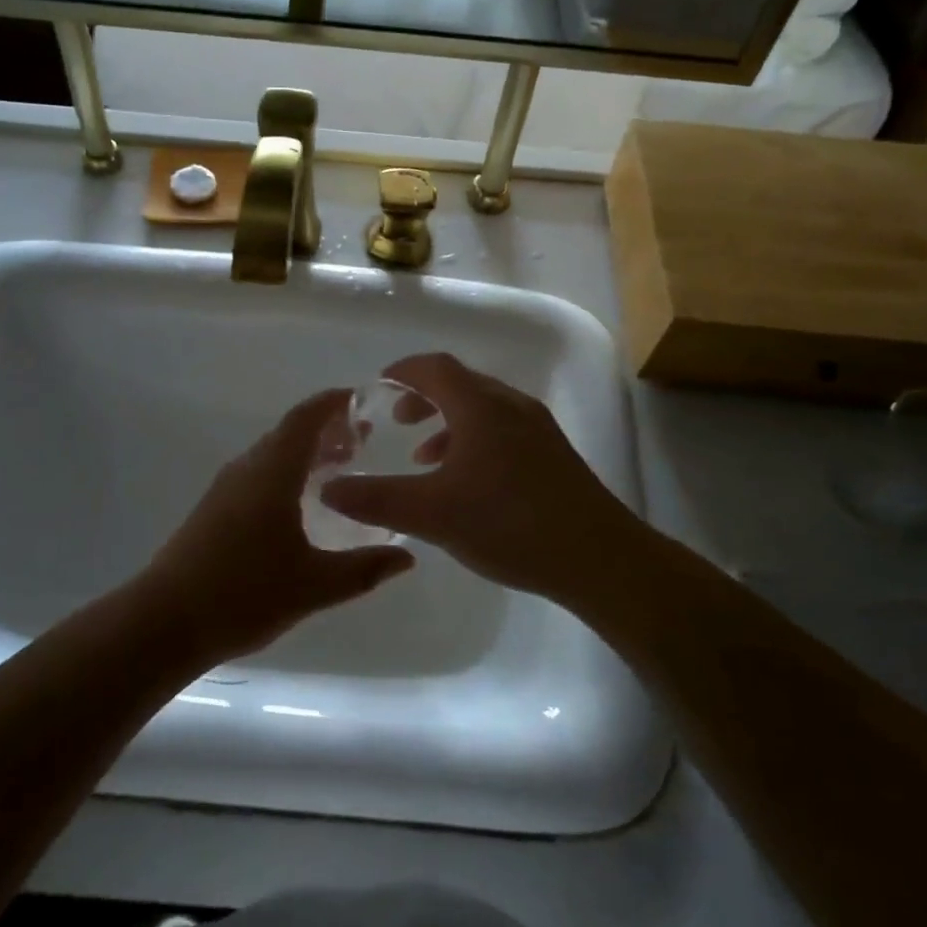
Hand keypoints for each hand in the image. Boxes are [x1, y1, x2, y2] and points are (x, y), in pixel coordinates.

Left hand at [138, 388, 414, 665]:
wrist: (165, 620)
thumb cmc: (245, 593)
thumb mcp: (314, 585)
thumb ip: (364, 568)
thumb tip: (407, 558)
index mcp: (272, 471)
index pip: (306, 418)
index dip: (334, 403)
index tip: (363, 401)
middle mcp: (247, 468)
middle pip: (290, 432)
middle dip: (327, 429)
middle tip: (363, 441)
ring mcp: (226, 487)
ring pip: (272, 453)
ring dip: (306, 452)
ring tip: (339, 468)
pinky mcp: (214, 508)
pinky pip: (258, 473)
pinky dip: (287, 472)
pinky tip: (301, 504)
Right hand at [320, 353, 642, 603]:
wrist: (599, 558)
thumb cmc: (510, 524)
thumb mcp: (432, 514)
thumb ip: (376, 499)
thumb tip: (327, 488)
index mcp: (480, 406)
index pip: (434, 367)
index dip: (402, 372)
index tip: (376, 388)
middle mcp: (511, 406)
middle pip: (460, 384)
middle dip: (423, 398)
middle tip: (397, 421)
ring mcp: (538, 429)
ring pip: (483, 409)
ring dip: (448, 423)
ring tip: (425, 458)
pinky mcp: (553, 455)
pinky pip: (503, 430)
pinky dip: (474, 441)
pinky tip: (468, 484)